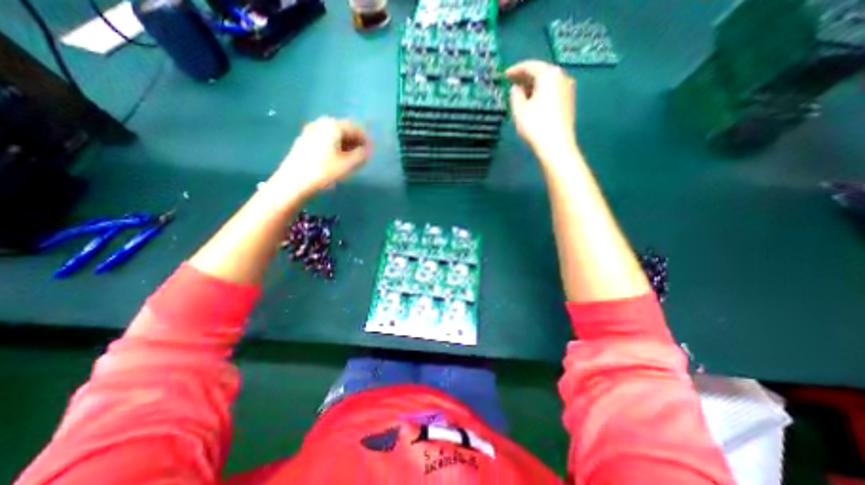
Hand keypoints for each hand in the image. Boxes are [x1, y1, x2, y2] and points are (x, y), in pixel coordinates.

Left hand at [268, 118, 366, 200]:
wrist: (294, 181)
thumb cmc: (324, 171)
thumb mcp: (348, 164)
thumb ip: (362, 155)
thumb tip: (367, 151)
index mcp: (333, 126)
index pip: (355, 128)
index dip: (366, 140)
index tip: (371, 151)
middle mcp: (321, 123)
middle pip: (344, 129)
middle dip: (355, 142)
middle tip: (362, 155)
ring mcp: (311, 131)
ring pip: (334, 135)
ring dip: (345, 145)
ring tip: (351, 159)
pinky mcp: (304, 140)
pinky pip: (325, 140)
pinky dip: (335, 146)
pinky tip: (336, 159)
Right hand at [505, 58, 575, 156]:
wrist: (556, 145)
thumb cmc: (535, 125)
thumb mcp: (519, 110)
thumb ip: (515, 95)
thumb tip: (516, 88)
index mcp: (549, 74)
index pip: (530, 66)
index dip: (515, 70)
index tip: (504, 76)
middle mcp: (562, 76)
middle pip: (541, 72)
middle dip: (525, 77)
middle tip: (512, 84)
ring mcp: (568, 89)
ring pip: (547, 82)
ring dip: (533, 86)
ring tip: (520, 95)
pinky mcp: (569, 101)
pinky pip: (552, 91)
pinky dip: (541, 93)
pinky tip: (533, 103)